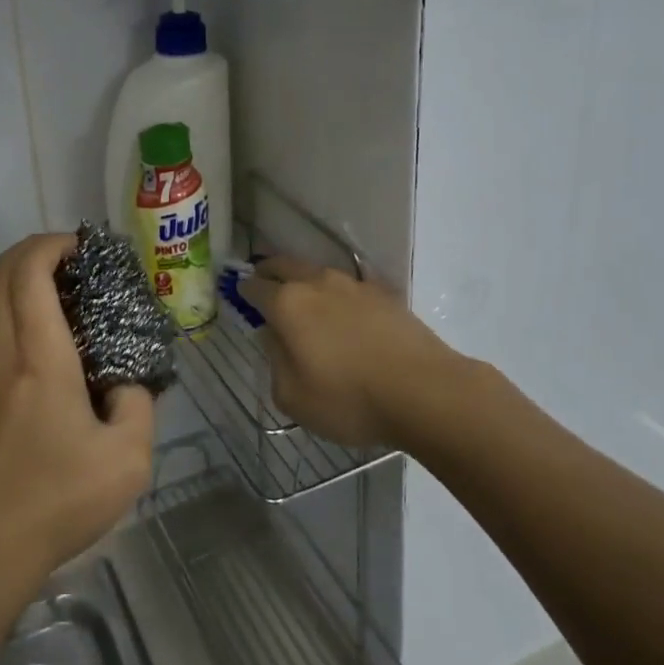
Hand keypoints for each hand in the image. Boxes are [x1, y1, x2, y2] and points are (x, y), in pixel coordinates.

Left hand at [0, 234, 155, 593]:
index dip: (53, 244)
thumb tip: (124, 384)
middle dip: (38, 252)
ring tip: (68, 306)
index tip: (86, 250)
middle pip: (2, 273)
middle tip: (79, 266)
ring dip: (25, 285)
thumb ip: (138, 404)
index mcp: (37, 358)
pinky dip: (15, 316)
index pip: (28, 271)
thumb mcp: (127, 459)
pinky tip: (46, 353)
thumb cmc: (56, 501)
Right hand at [239, 256, 458, 447]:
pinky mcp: (383, 293)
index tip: (238, 296)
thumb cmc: (349, 399)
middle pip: (284, 265)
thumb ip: (275, 361)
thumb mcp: (293, 397)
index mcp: (287, 304)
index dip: (242, 290)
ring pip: (317, 271)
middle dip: (269, 271)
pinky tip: (343, 310)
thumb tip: (274, 336)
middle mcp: (316, 283)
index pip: (254, 287)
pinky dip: (337, 293)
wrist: (424, 391)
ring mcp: (353, 284)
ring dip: (303, 279)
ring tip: (303, 297)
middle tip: (262, 281)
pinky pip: (349, 286)